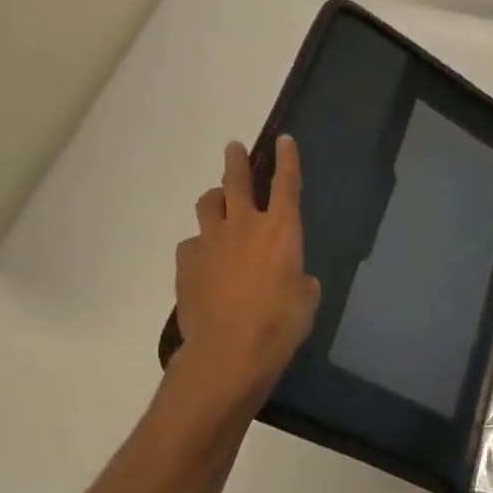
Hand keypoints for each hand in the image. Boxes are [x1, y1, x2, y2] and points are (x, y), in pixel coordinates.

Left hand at [167, 136, 320, 408]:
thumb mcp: (306, 300)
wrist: (229, 351)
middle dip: (237, 161)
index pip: (287, 184)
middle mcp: (244, 226)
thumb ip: (300, 279)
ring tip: (218, 205)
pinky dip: (201, 246)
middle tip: (234, 149)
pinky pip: (192, 243)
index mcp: (282, 231)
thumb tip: (294, 277)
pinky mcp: (186, 262)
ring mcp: (210, 241)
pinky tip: (205, 263)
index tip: (284, 140)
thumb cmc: (279, 325)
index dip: (287, 160)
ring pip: (207, 204)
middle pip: (236, 180)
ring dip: (215, 200)